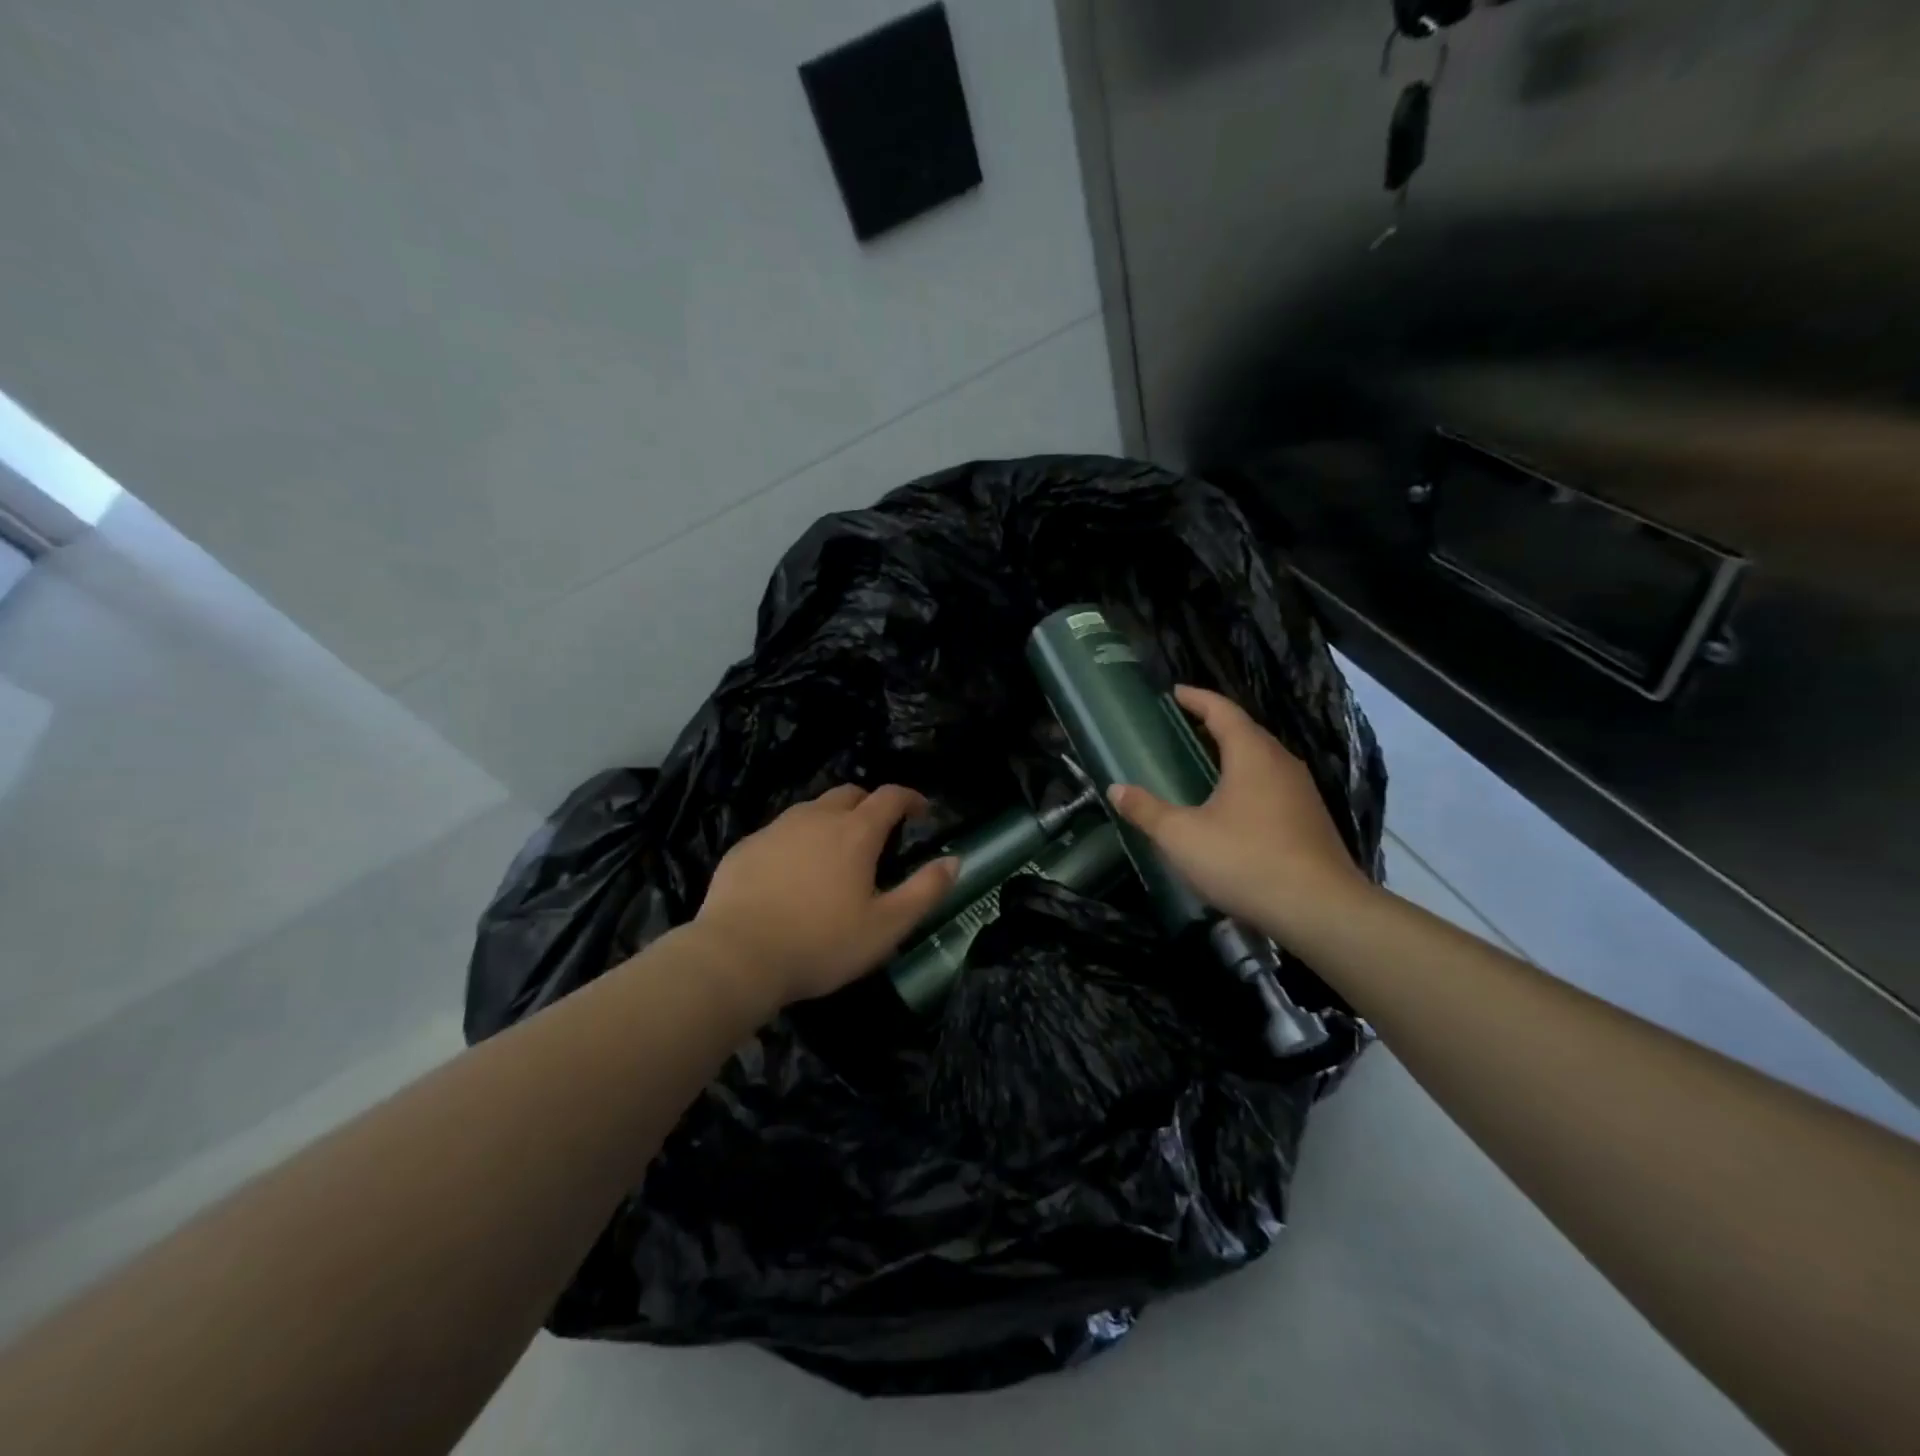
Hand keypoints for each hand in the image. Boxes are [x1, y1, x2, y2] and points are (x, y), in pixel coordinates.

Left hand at [694, 784, 957, 1009]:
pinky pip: (780, 831)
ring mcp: (776, 829)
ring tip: (835, 851)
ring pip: (812, 809)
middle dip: (870, 804)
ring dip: (832, 819)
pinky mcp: (746, 847)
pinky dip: (797, 839)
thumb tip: (954, 860)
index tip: (921, 812)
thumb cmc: (820, 943)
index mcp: (855, 832)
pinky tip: (792, 871)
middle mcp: (816, 818)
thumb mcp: (887, 927)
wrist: (736, 956)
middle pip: (849, 793)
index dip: (910, 798)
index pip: (890, 796)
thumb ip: (925, 890)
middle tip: (878, 831)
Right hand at [1107, 685, 1372, 946]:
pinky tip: (1234, 806)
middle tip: (1183, 727)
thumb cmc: (1245, 860)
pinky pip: (1273, 786)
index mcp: (1252, 754)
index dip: (1196, 698)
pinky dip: (1249, 782)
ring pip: (1263, 760)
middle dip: (1214, 724)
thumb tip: (1116, 789)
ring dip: (1234, 754)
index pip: (1222, 711)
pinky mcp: (1311, 821)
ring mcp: (1302, 793)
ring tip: (1205, 763)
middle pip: (1246, 732)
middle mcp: (1282, 764)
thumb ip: (1147, 811)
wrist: (1320, 910)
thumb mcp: (1182, 836)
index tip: (1174, 692)